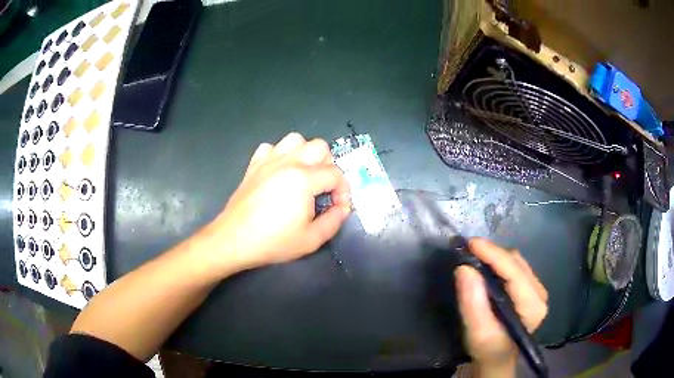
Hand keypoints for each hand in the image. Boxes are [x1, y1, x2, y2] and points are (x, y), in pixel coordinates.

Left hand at [206, 132, 350, 272]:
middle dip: (329, 166)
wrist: (235, 239)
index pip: (335, 174)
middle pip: (320, 147)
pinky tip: (280, 173)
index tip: (339, 207)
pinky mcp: (254, 165)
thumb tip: (342, 208)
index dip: (344, 190)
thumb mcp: (311, 239)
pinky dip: (280, 155)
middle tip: (325, 188)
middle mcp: (288, 162)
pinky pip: (271, 148)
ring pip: (296, 140)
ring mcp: (269, 161)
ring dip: (306, 154)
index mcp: (304, 179)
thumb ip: (334, 221)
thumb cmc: (273, 241)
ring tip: (305, 175)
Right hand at [455, 239, 547, 372]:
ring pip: (516, 261)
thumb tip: (464, 268)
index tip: (470, 243)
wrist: (497, 358)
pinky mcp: (531, 288)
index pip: (514, 272)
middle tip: (467, 251)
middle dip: (492, 254)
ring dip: (495, 257)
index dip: (493, 254)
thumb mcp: (477, 332)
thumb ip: (473, 303)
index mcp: (532, 306)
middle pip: (516, 262)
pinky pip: (515, 266)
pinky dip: (499, 263)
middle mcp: (540, 293)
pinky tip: (486, 266)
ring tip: (474, 256)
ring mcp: (537, 289)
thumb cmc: (487, 350)